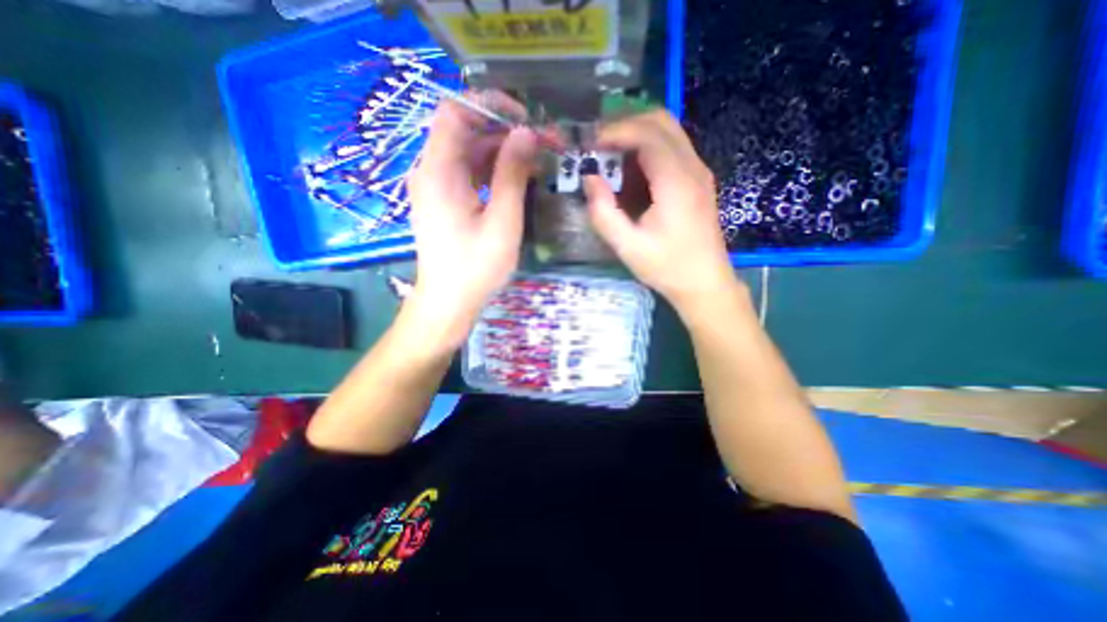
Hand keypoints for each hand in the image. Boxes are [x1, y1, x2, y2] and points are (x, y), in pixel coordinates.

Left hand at [408, 90, 543, 348]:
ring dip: (502, 153)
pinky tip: (517, 179)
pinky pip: (468, 174)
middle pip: (465, 132)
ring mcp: (436, 187)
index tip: (524, 119)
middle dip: (505, 133)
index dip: (490, 105)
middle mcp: (430, 171)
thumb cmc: (475, 267)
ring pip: (469, 153)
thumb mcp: (502, 221)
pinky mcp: (444, 201)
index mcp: (438, 171)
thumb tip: (526, 134)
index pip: (455, 111)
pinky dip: (492, 172)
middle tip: (542, 144)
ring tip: (536, 162)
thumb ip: (512, 174)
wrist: (448, 302)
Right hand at [581, 109, 742, 312]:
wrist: (705, 283)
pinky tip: (630, 171)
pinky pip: (673, 149)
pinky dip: (648, 148)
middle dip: (626, 125)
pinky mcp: (698, 181)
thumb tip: (589, 178)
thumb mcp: (628, 247)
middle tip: (599, 145)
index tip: (589, 144)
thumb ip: (604, 213)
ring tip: (609, 156)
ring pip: (669, 131)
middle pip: (661, 121)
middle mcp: (692, 168)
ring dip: (636, 135)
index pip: (647, 135)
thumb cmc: (667, 268)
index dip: (615, 131)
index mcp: (676, 182)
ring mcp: (699, 172)